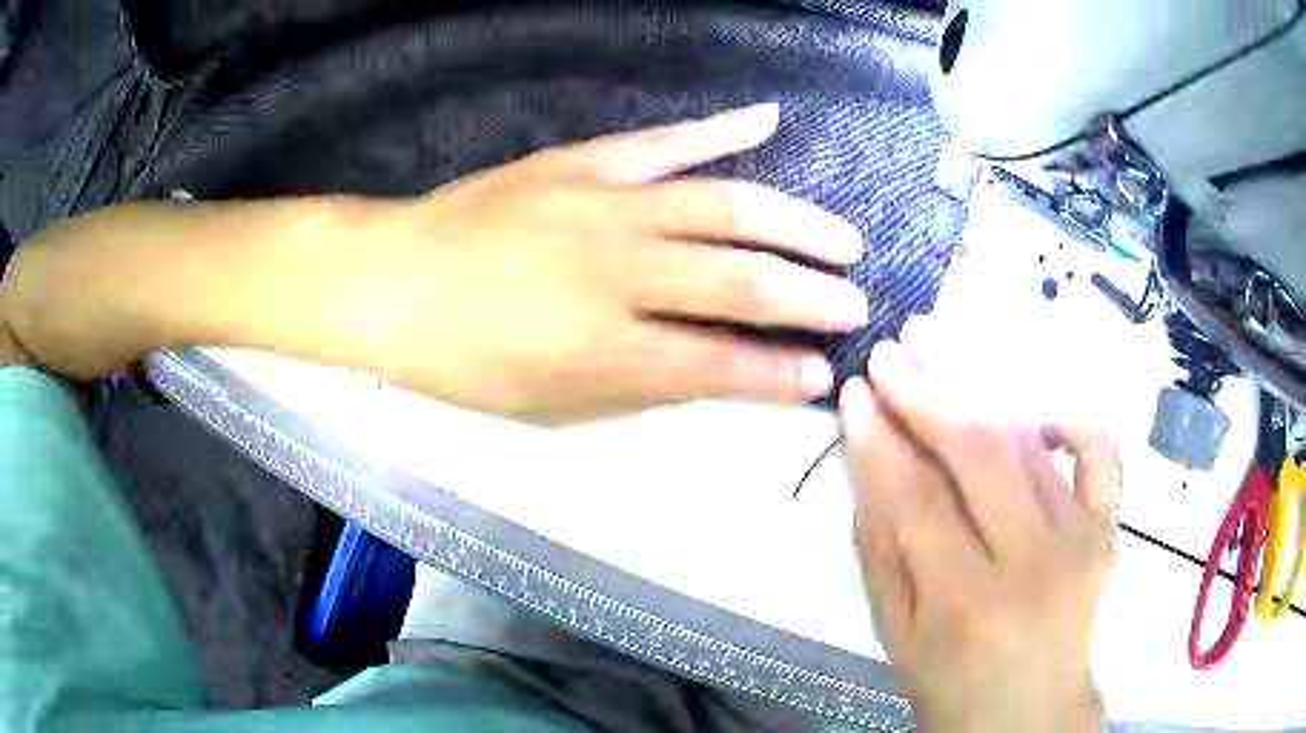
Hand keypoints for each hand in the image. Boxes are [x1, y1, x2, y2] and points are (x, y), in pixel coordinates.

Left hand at [353, 104, 867, 422]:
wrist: (393, 281)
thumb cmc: (462, 360)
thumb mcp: (545, 406)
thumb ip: (633, 389)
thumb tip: (708, 374)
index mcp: (604, 348)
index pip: (720, 364)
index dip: (780, 375)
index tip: (823, 374)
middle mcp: (620, 271)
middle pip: (742, 280)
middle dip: (812, 297)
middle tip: (856, 306)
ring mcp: (606, 204)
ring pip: (726, 205)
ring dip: (796, 223)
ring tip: (843, 240)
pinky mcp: (585, 162)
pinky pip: (667, 140)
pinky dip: (722, 128)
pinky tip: (767, 119)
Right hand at [838, 318, 1119, 731]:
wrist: (1031, 711)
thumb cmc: (950, 684)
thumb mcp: (895, 631)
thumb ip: (880, 545)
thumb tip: (866, 457)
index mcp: (965, 604)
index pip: (916, 500)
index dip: (880, 440)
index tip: (854, 392)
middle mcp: (1033, 563)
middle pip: (980, 454)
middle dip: (928, 393)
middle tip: (891, 352)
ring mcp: (1082, 539)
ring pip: (1030, 441)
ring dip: (980, 389)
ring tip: (939, 347)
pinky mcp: (1109, 528)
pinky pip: (1102, 452)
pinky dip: (1072, 418)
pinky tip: (1035, 413)